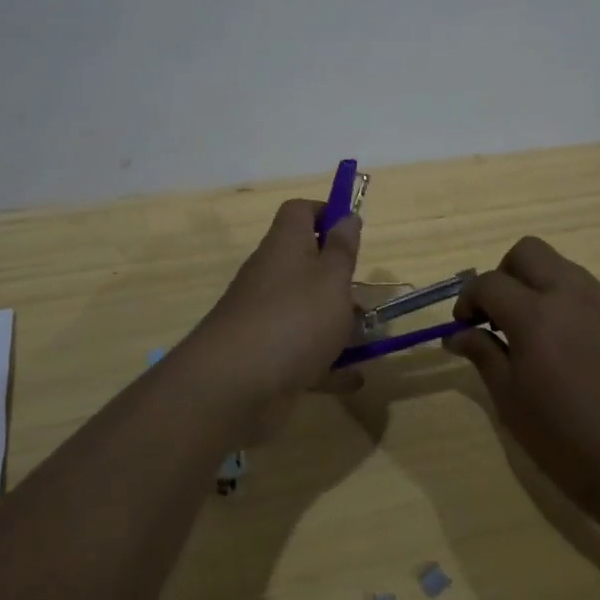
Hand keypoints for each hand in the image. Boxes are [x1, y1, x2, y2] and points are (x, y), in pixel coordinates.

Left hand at [175, 200, 361, 440]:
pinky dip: (326, 362)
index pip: (300, 211)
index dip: (326, 213)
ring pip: (305, 309)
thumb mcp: (332, 279)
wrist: (232, 387)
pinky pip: (300, 350)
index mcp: (285, 244)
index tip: (352, 233)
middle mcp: (271, 273)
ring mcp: (264, 315)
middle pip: (305, 262)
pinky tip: (353, 379)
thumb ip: (342, 249)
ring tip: (368, 340)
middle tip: (366, 297)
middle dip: (338, 279)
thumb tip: (347, 215)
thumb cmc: (293, 319)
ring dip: (335, 322)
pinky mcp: (264, 354)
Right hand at [446, 237, 599, 525]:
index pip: (489, 282)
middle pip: (527, 251)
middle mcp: (571, 295)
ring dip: (539, 285)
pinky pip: (591, 293)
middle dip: (504, 274)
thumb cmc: (573, 446)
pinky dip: (569, 304)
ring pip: (562, 267)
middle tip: (499, 315)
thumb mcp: (514, 406)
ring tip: (536, 333)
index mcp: (536, 315)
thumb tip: (458, 333)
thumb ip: (485, 357)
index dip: (468, 299)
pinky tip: (573, 349)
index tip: (464, 325)